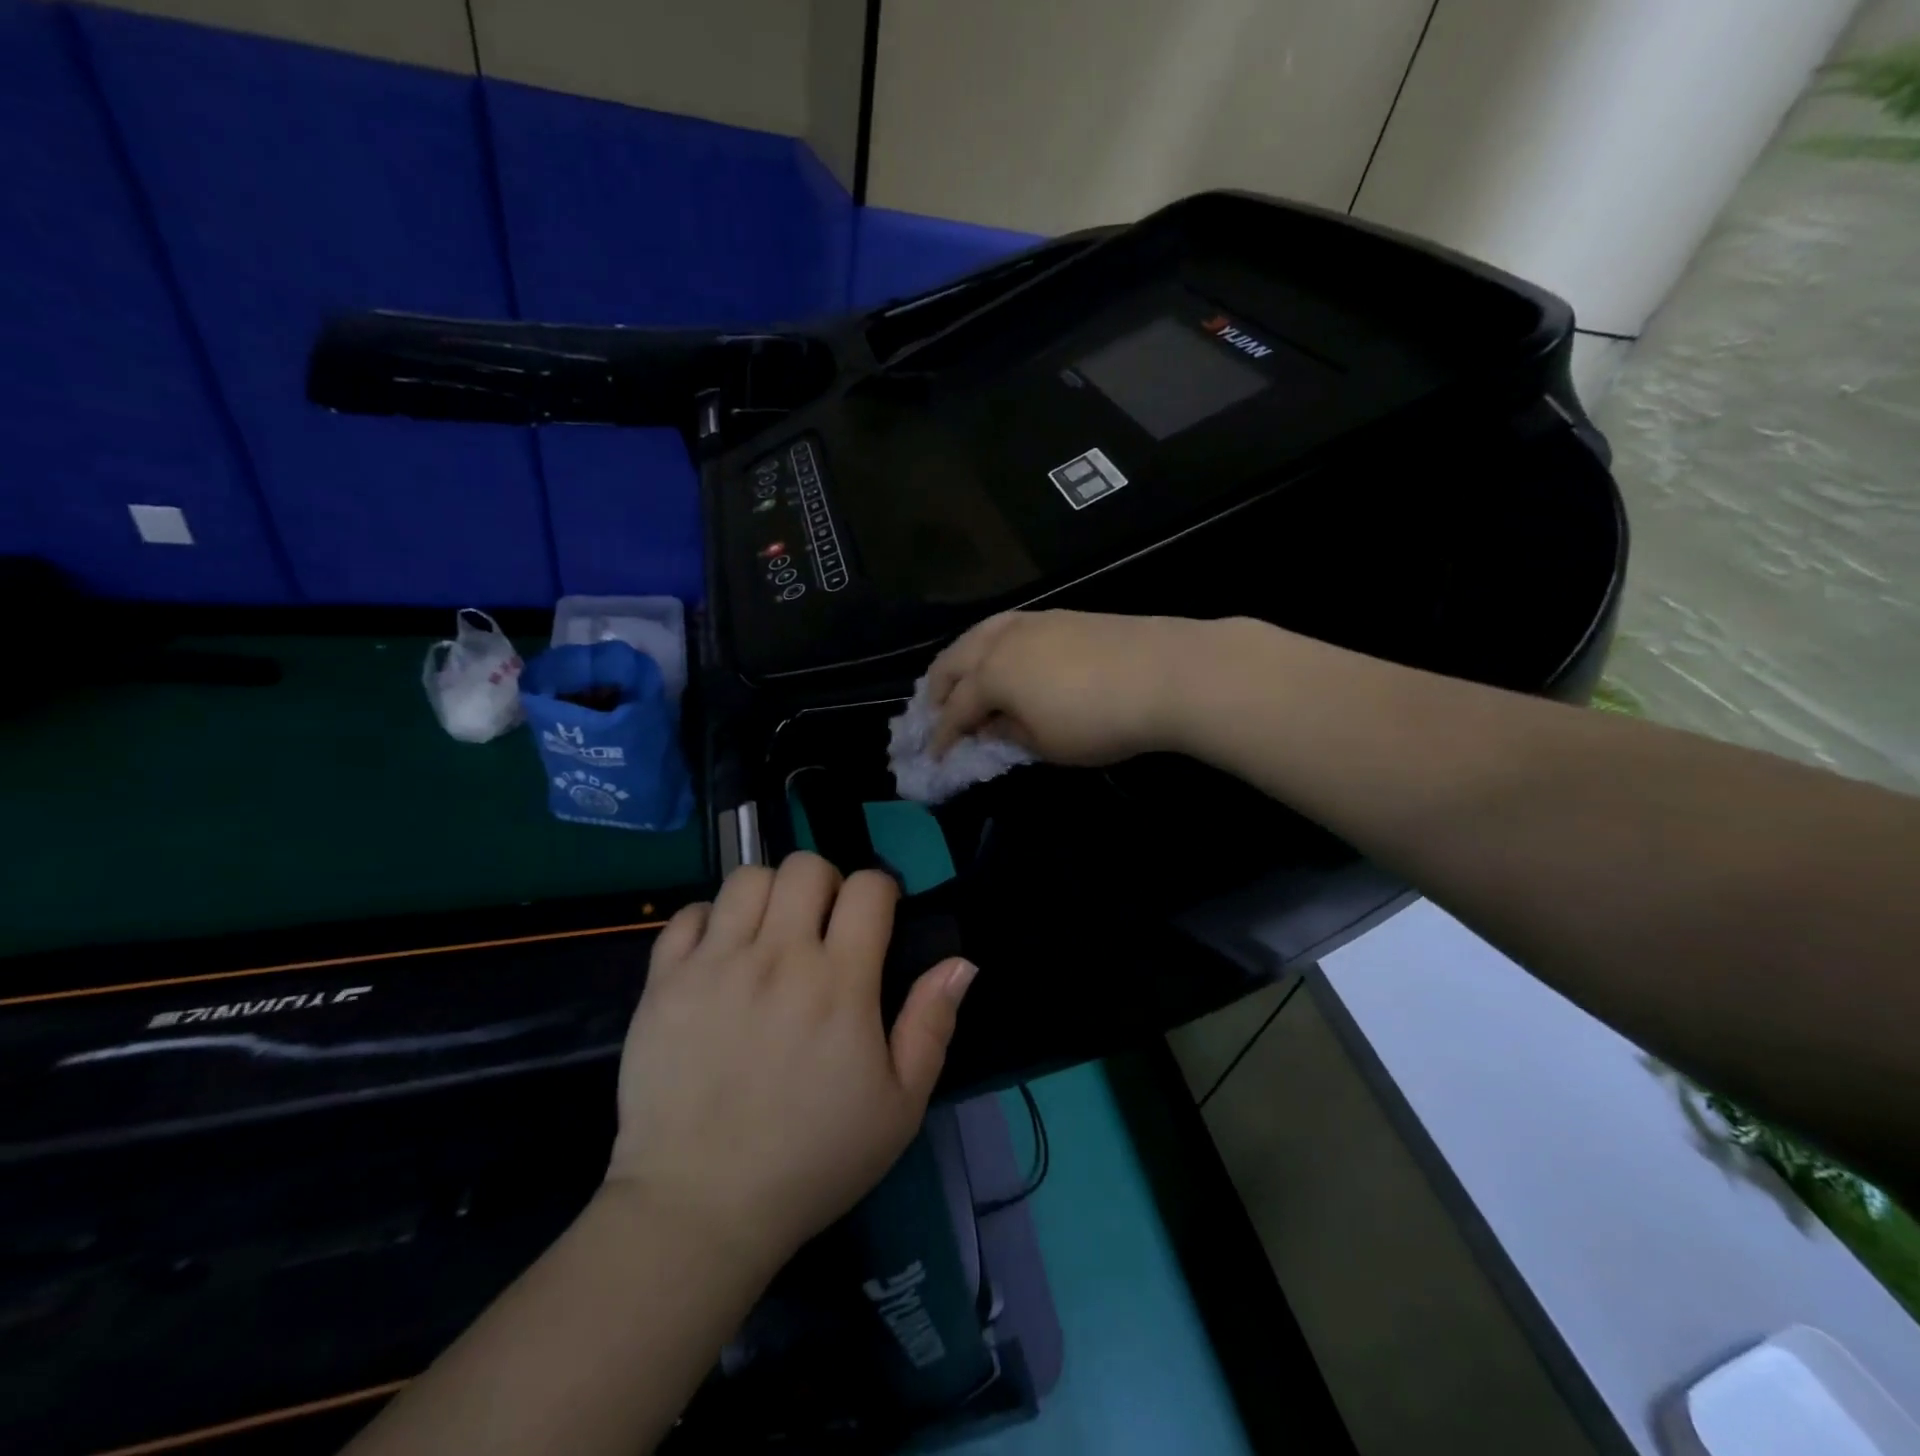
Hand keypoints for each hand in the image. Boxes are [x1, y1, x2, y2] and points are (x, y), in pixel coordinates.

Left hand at [607, 853, 975, 1273]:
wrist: (701, 1208)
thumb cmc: (812, 1159)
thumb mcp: (899, 1107)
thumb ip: (932, 1025)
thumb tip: (961, 962)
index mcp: (839, 983)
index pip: (867, 887)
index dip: (881, 891)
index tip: (877, 920)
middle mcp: (777, 958)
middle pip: (805, 867)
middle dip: (826, 883)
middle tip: (824, 924)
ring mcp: (714, 965)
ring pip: (747, 879)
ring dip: (769, 895)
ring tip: (771, 933)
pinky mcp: (664, 983)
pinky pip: (687, 914)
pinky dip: (709, 921)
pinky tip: (720, 954)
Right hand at [928, 610, 1204, 763]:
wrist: (1165, 673)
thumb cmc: (1098, 721)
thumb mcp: (1047, 745)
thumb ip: (1009, 734)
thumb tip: (992, 725)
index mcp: (992, 675)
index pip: (956, 709)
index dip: (942, 735)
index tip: (933, 756)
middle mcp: (1001, 641)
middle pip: (954, 661)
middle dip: (938, 689)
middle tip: (933, 713)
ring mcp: (1031, 622)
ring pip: (978, 634)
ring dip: (960, 660)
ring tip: (959, 679)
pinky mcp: (1059, 615)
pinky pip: (1006, 627)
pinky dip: (989, 644)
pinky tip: (1000, 656)